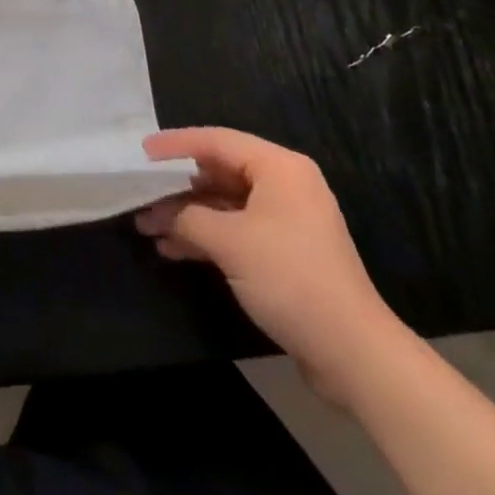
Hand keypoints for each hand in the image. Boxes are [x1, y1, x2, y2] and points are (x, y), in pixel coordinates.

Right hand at [137, 128, 399, 402]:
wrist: (353, 353)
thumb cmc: (290, 279)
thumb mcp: (230, 243)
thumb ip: (189, 218)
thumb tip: (162, 214)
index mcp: (279, 167)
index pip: (217, 141)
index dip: (176, 145)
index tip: (142, 152)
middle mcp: (285, 185)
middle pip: (220, 172)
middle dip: (178, 188)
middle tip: (142, 195)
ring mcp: (286, 220)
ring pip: (225, 204)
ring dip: (188, 216)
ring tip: (148, 227)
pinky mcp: (285, 253)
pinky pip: (237, 230)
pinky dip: (207, 237)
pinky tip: (173, 250)